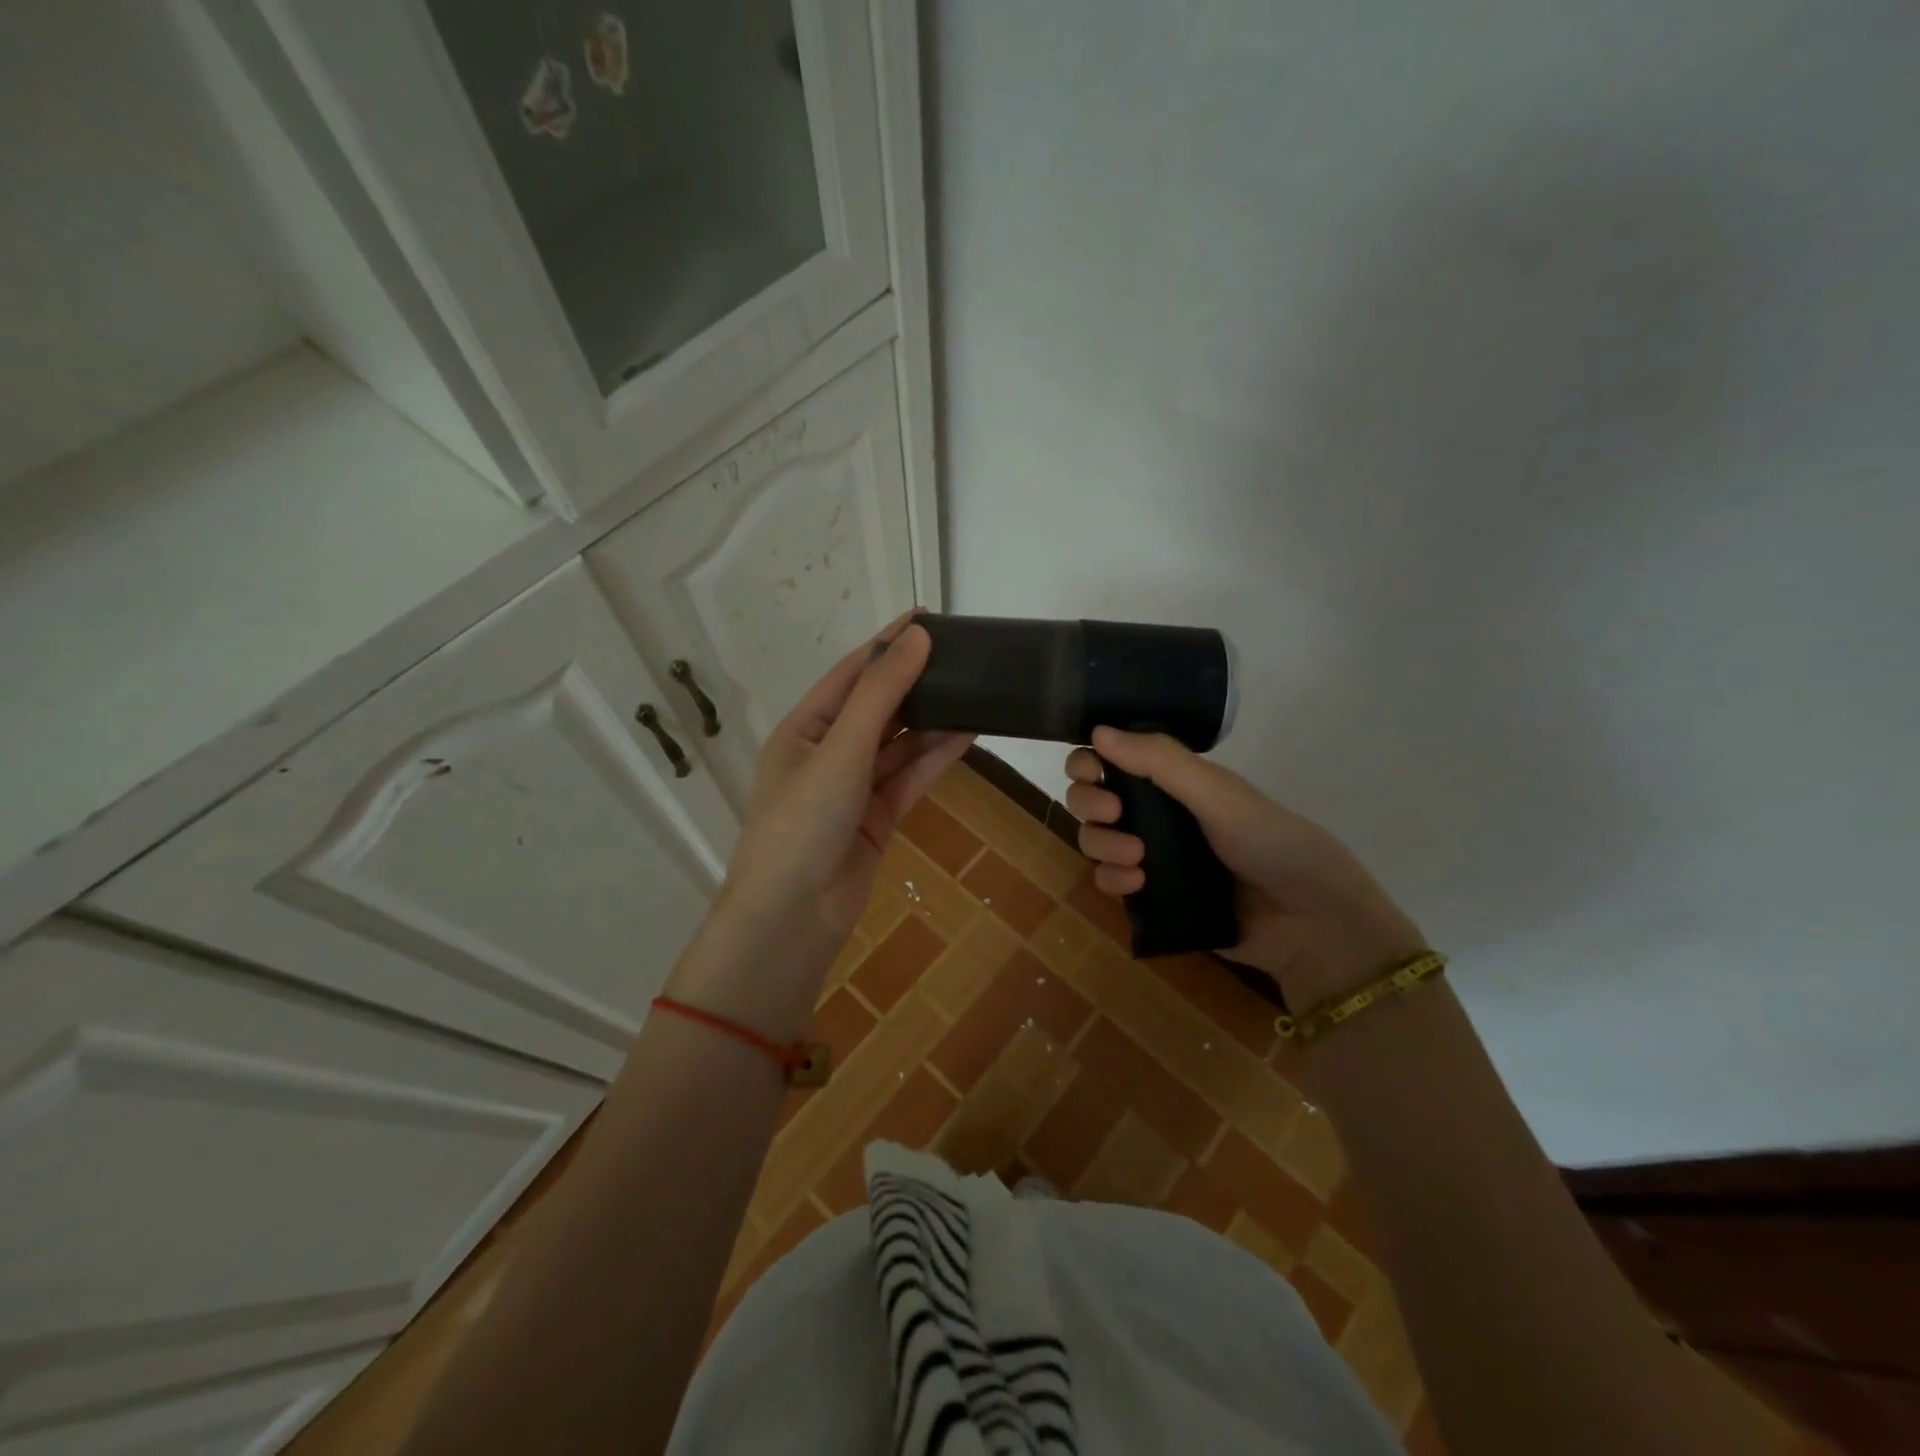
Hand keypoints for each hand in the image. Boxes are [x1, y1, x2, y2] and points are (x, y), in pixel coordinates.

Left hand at [713, 615, 972, 963]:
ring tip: (975, 692)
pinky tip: (968, 734)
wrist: (793, 918)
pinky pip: (910, 778)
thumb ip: (880, 693)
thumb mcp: (840, 749)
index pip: (851, 673)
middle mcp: (828, 752)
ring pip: (900, 744)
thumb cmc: (803, 822)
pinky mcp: (877, 818)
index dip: (887, 644)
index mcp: (804, 729)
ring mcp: (854, 787)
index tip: (927, 618)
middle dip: (915, 682)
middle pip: (878, 707)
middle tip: (963, 656)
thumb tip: (917, 636)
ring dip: (933, 722)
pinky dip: (936, 757)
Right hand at [1066, 727, 1424, 1006]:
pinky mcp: (1151, 897)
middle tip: (1115, 813)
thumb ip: (1160, 761)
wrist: (1310, 923)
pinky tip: (1137, 885)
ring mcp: (1150, 856)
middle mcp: (1154, 813)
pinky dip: (1112, 880)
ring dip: (1102, 844)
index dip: (1089, 762)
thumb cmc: (1272, 843)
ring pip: (1094, 840)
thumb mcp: (1218, 794)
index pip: (1110, 759)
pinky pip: (1109, 882)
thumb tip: (1098, 730)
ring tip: (1137, 859)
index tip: (1092, 772)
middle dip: (1090, 803)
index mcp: (1172, 781)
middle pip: (1091, 798)